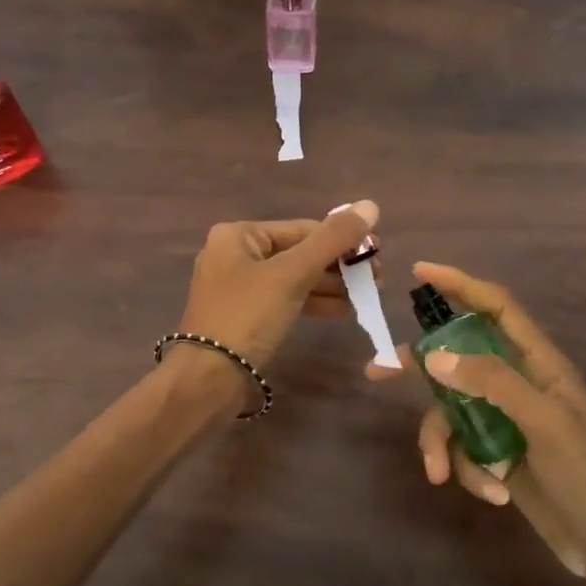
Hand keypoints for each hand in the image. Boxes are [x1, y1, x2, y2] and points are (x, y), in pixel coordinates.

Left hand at [177, 201, 379, 378]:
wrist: (208, 379)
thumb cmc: (247, 317)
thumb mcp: (292, 274)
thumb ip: (332, 240)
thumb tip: (370, 205)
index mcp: (238, 235)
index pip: (302, 229)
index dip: (343, 240)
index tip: (378, 255)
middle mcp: (235, 254)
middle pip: (299, 252)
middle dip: (339, 266)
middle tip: (377, 280)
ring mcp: (238, 287)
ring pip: (294, 278)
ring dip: (331, 286)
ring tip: (368, 296)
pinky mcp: (245, 315)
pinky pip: (285, 299)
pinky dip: (313, 302)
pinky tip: (344, 310)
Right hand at [369, 262, 585, 585]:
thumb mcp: (544, 422)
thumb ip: (491, 382)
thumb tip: (433, 356)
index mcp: (539, 363)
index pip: (496, 307)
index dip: (460, 284)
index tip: (421, 272)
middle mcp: (518, 385)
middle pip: (457, 359)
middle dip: (420, 369)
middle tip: (377, 371)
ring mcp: (505, 422)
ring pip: (451, 412)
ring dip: (443, 443)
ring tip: (441, 472)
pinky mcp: (497, 456)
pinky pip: (462, 449)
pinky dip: (467, 470)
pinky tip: (493, 494)